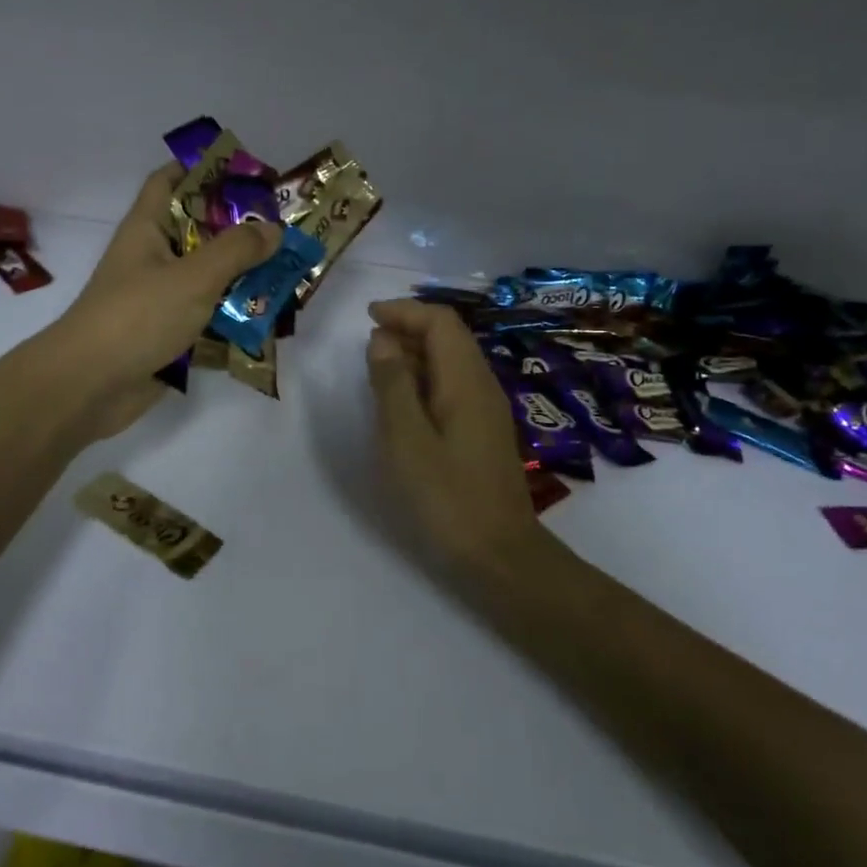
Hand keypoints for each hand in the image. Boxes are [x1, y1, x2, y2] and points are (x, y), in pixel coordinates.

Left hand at [43, 164, 279, 439]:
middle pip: (199, 231)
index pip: (170, 181)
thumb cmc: (137, 317)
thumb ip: (236, 250)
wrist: (89, 387)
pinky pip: (207, 316)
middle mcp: (153, 258)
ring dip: (243, 277)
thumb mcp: (192, 276)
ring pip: (207, 277)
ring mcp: (159, 298)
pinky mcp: (168, 334)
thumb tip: (273, 229)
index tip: (247, 175)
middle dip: (240, 230)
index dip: (203, 169)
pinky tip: (268, 318)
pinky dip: (233, 316)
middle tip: (285, 229)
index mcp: (147, 229)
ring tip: (288, 274)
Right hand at [366, 299, 547, 580]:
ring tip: (377, 367)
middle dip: (408, 329)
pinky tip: (402, 401)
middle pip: (449, 337)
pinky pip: (452, 386)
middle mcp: (481, 386)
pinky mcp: (482, 431)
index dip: (405, 312)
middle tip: (367, 343)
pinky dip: (424, 380)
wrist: (499, 554)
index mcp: (466, 381)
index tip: (368, 317)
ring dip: (415, 354)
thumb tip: (383, 339)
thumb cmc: (447, 497)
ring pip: (451, 362)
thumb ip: (393, 385)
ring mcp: (486, 409)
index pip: (441, 322)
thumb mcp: (407, 440)